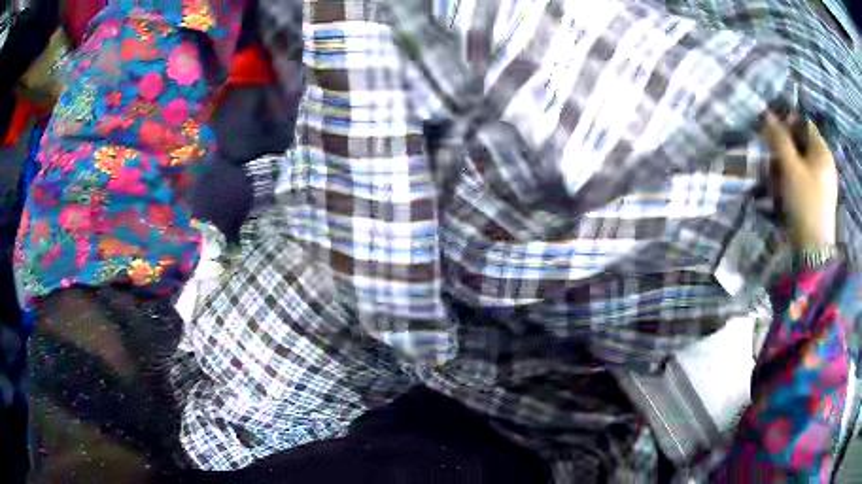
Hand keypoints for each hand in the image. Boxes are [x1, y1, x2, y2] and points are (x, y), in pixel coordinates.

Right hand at [761, 111, 837, 247]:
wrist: (814, 248)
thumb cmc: (804, 202)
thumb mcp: (790, 167)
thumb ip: (779, 138)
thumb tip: (767, 114)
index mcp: (822, 150)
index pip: (804, 123)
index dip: (788, 122)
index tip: (774, 132)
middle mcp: (826, 161)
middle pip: (805, 142)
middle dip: (788, 145)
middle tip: (774, 154)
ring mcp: (826, 180)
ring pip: (805, 160)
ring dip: (791, 162)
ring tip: (778, 174)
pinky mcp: (823, 196)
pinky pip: (808, 176)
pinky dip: (797, 176)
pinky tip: (789, 188)